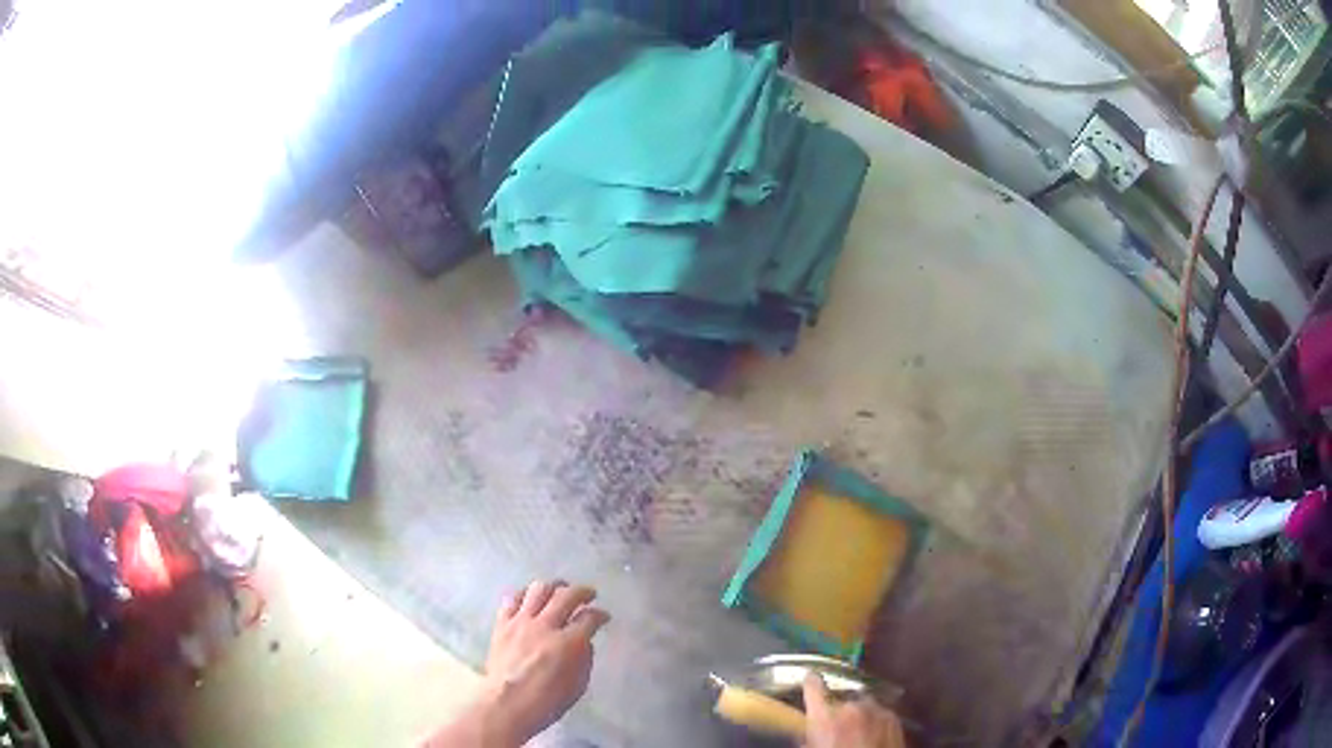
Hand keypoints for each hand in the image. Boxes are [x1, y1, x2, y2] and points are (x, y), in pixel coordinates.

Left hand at [424, 581, 609, 746]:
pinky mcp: (502, 624)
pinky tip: (530, 598)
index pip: (589, 618)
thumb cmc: (546, 702)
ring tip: (560, 590)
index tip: (604, 617)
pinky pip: (512, 599)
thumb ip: (584, 660)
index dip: (600, 615)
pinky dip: (524, 594)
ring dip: (554, 586)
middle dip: (582, 592)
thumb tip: (585, 642)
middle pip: (566, 596)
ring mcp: (521, 622)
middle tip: (589, 594)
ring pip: (539, 589)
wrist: (506, 705)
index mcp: (568, 644)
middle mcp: (545, 626)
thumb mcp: (577, 686)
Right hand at [803, 674, 906, 747]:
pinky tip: (872, 735)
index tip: (810, 677)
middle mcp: (850, 708)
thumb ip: (807, 739)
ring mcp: (874, 710)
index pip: (813, 689)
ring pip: (862, 706)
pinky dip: (875, 720)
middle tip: (837, 729)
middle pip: (840, 701)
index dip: (810, 683)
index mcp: (824, 718)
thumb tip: (805, 737)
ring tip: (857, 734)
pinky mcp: (893, 717)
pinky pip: (879, 713)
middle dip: (838, 712)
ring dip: (858, 716)